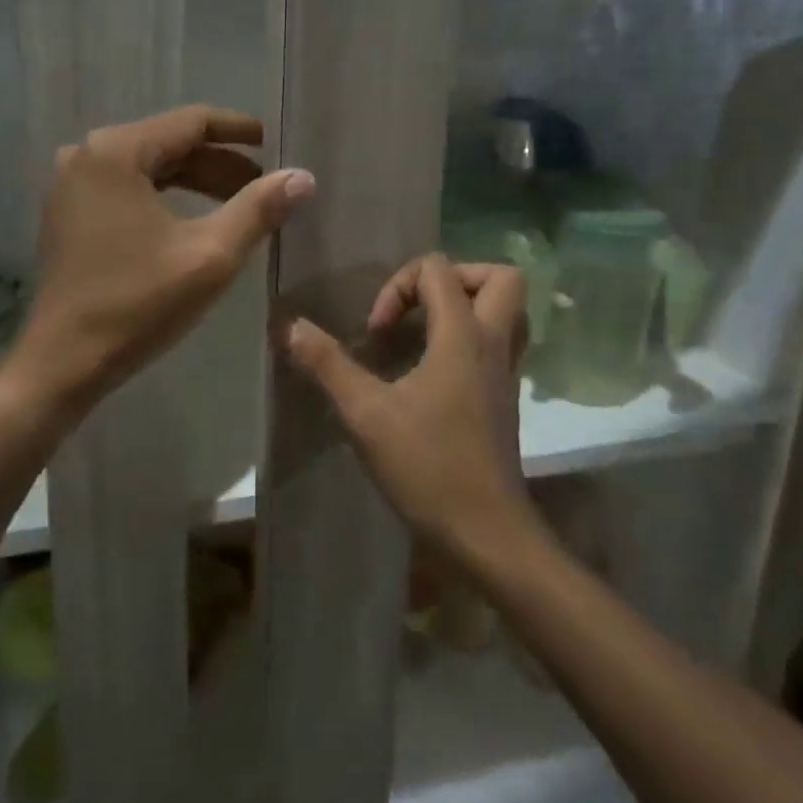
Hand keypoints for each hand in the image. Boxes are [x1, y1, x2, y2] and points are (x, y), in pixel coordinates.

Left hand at [10, 105, 314, 411]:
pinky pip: (128, 187)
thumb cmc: (138, 303)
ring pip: (150, 167)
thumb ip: (258, 209)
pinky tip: (195, 219)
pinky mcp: (69, 212)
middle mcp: (87, 155)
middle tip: (264, 185)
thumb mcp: (210, 255)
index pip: (191, 121)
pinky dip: (166, 196)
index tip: (275, 144)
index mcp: (116, 152)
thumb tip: (303, 176)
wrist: (64, 361)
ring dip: (196, 181)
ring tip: (240, 203)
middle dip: (220, 163)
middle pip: (169, 143)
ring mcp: (71, 184)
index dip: (239, 131)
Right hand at [284, 254, 537, 553]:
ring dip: (471, 306)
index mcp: (463, 336)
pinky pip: (502, 343)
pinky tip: (436, 369)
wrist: (486, 531)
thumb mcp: (366, 414)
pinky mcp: (506, 397)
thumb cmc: (428, 467)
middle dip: (456, 277)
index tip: (378, 332)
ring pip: (510, 311)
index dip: (399, 286)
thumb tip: (291, 326)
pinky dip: (474, 337)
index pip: (438, 270)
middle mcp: (495, 343)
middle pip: (501, 277)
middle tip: (418, 307)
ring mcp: (507, 371)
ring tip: (428, 330)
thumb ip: (328, 365)